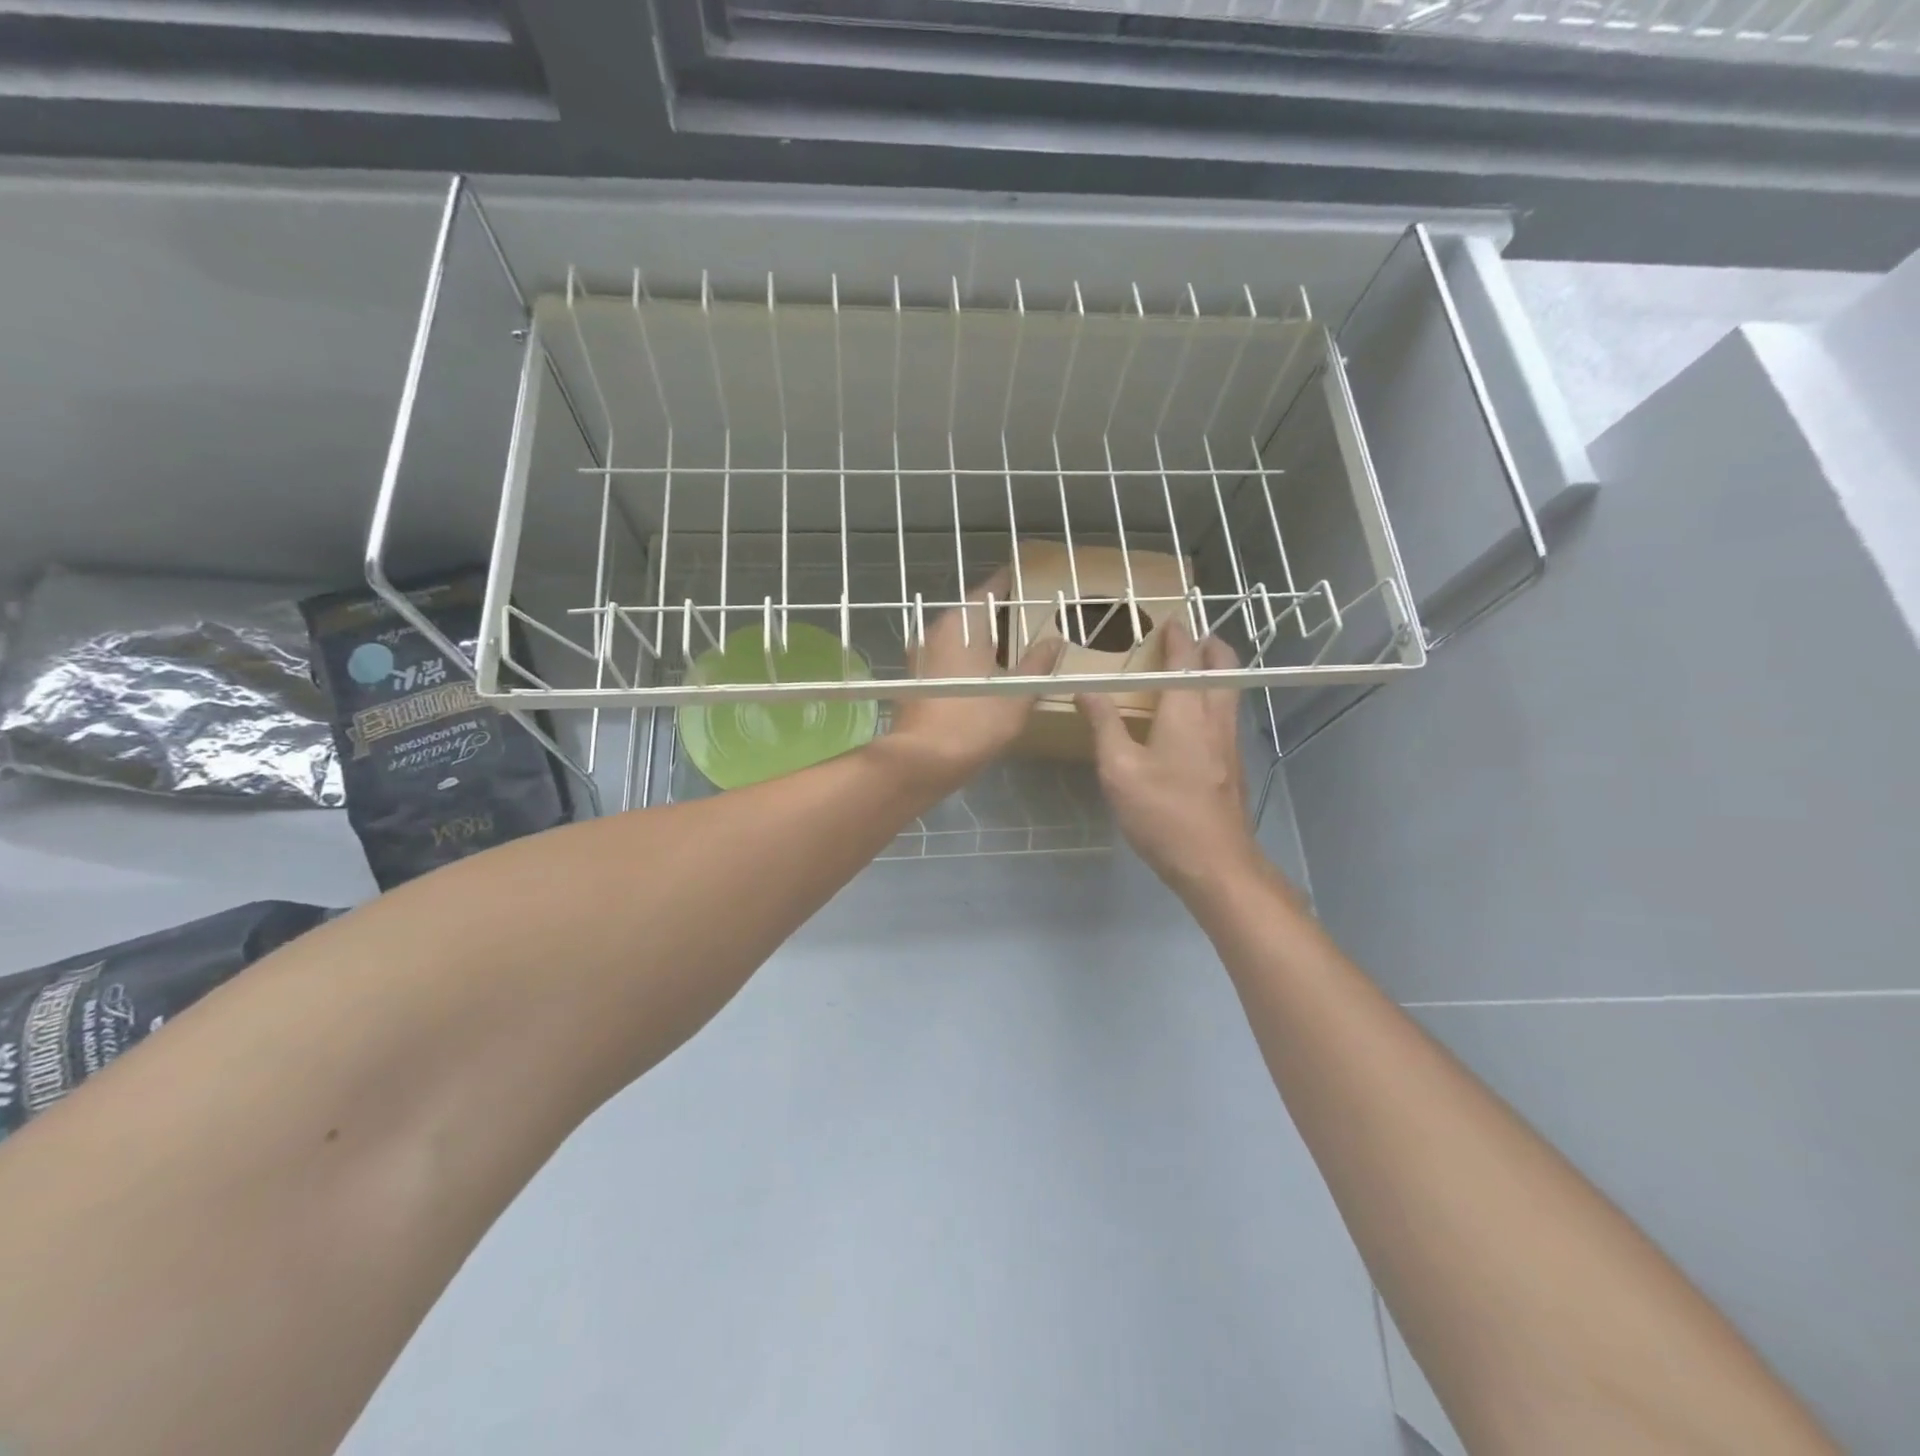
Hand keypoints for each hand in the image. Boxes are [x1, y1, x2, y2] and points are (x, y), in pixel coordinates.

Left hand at [885, 568, 1062, 788]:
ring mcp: (922, 657)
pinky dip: (969, 658)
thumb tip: (1055, 640)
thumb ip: (1037, 663)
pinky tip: (988, 673)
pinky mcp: (918, 680)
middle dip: (998, 614)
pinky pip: (949, 657)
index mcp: (960, 624)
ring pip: (959, 637)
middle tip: (1029, 615)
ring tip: (1013, 645)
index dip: (1008, 582)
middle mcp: (936, 632)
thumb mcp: (1017, 693)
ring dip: (983, 638)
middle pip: (971, 613)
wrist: (922, 761)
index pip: (987, 590)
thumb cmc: (973, 721)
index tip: (1027, 576)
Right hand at [1076, 620, 1262, 894]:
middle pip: (1223, 668)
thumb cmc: (1162, 812)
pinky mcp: (1233, 765)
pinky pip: (1227, 715)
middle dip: (1210, 646)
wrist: (1214, 862)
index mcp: (1186, 712)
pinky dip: (1215, 698)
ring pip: (1229, 692)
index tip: (1170, 620)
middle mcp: (1215, 719)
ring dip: (1215, 671)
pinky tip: (1196, 719)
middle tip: (1193, 636)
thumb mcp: (1119, 769)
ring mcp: (1230, 743)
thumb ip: (1104, 724)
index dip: (1177, 637)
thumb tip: (1085, 689)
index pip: (1185, 660)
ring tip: (1194, 669)